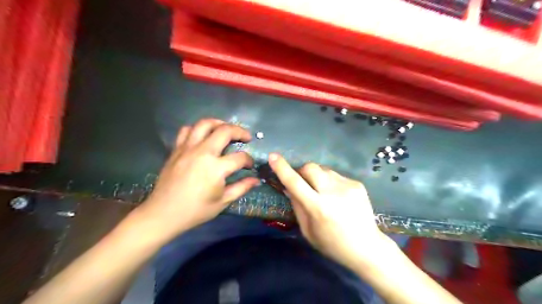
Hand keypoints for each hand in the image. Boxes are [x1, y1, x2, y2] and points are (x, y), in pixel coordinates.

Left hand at [138, 118, 259, 239]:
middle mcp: (203, 153)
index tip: (250, 166)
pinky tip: (203, 136)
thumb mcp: (222, 202)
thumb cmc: (195, 211)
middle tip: (246, 137)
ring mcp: (188, 148)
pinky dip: (197, 129)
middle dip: (240, 132)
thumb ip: (241, 187)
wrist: (163, 214)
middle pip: (225, 131)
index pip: (240, 157)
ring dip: (219, 123)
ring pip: (205, 124)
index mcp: (216, 168)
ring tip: (226, 129)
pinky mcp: (177, 150)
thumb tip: (257, 180)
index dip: (249, 160)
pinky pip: (187, 130)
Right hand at [269, 155, 396, 267]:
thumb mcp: (308, 231)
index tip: (273, 156)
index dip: (282, 169)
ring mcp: (347, 186)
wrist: (367, 247)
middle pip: (310, 167)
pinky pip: (336, 175)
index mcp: (318, 208)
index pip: (295, 183)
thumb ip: (297, 206)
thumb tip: (289, 187)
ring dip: (317, 177)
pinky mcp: (357, 184)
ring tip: (322, 192)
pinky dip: (330, 182)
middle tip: (303, 182)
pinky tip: (337, 196)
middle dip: (301, 171)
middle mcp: (333, 192)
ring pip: (323, 169)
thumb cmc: (332, 244)